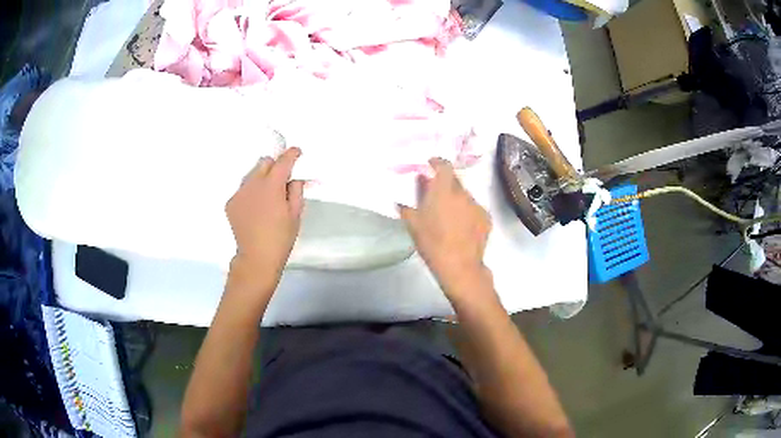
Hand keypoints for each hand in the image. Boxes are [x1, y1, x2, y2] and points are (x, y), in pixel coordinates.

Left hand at [226, 148, 303, 290]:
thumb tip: (294, 178)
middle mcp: (253, 184)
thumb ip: (296, 191)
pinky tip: (255, 208)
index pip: (283, 161)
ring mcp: (239, 193)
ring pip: (251, 175)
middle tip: (281, 180)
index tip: (296, 152)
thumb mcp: (296, 214)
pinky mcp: (230, 203)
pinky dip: (250, 193)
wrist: (256, 258)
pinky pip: (243, 189)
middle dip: (274, 166)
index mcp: (272, 186)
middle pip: (264, 162)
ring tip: (266, 196)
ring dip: (261, 179)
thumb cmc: (281, 238)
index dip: (291, 154)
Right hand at [400, 158, 492, 301]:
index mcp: (443, 190)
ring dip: (456, 199)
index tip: (430, 165)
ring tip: (448, 215)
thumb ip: (406, 207)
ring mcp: (477, 205)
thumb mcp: (413, 224)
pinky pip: (474, 209)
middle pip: (454, 180)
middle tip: (435, 194)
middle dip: (444, 183)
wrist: (459, 265)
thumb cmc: (432, 242)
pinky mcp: (486, 218)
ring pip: (465, 196)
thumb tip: (401, 198)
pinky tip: (461, 226)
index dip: (437, 162)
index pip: (443, 165)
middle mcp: (463, 193)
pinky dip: (467, 212)